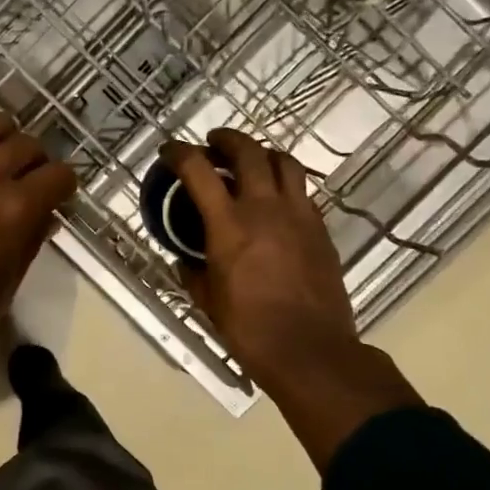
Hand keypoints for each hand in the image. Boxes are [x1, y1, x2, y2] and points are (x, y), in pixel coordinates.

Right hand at [162, 130, 420, 466]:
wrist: (310, 349)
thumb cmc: (248, 328)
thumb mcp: (206, 299)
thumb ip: (192, 270)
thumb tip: (185, 259)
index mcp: (228, 224)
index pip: (198, 169)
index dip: (179, 152)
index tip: (169, 151)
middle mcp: (264, 208)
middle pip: (247, 150)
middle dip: (226, 139)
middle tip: (213, 144)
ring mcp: (298, 215)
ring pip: (284, 162)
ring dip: (262, 154)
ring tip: (250, 162)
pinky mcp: (321, 229)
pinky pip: (302, 192)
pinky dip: (284, 185)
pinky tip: (275, 201)